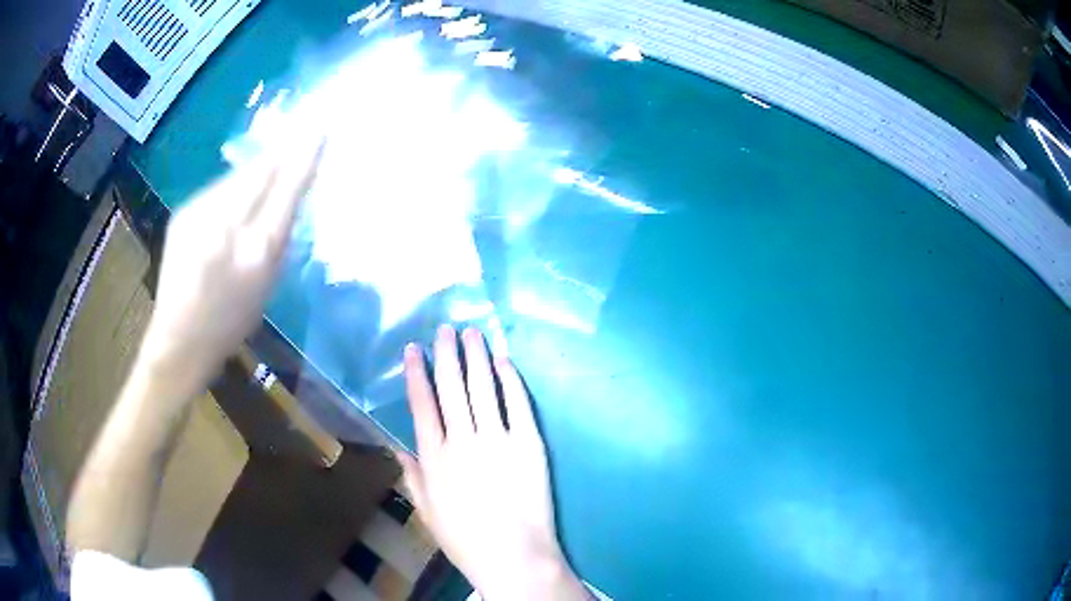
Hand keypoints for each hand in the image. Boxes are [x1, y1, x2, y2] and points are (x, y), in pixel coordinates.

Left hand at [140, 138, 322, 389]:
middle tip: (302, 132)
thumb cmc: (231, 321)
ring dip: (258, 169)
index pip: (285, 189)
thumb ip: (280, 233)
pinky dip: (234, 187)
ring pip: (238, 177)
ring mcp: (199, 216)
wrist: (179, 340)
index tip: (320, 127)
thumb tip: (292, 186)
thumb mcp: (266, 284)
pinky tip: (236, 197)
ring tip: (272, 164)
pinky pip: (219, 188)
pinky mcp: (183, 214)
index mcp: (255, 251)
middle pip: (260, 172)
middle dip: (282, 152)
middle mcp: (226, 225)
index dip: (303, 157)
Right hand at [400, 325, 588, 600]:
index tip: (413, 350)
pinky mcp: (529, 443)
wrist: (514, 555)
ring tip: (472, 333)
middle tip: (445, 329)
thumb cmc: (465, 539)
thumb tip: (398, 447)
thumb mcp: (428, 511)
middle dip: (446, 354)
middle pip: (451, 387)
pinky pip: (517, 403)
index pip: (422, 404)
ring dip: (476, 357)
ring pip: (482, 388)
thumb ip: (412, 476)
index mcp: (434, 457)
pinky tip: (504, 361)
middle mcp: (462, 440)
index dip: (416, 374)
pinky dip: (510, 379)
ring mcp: (498, 439)